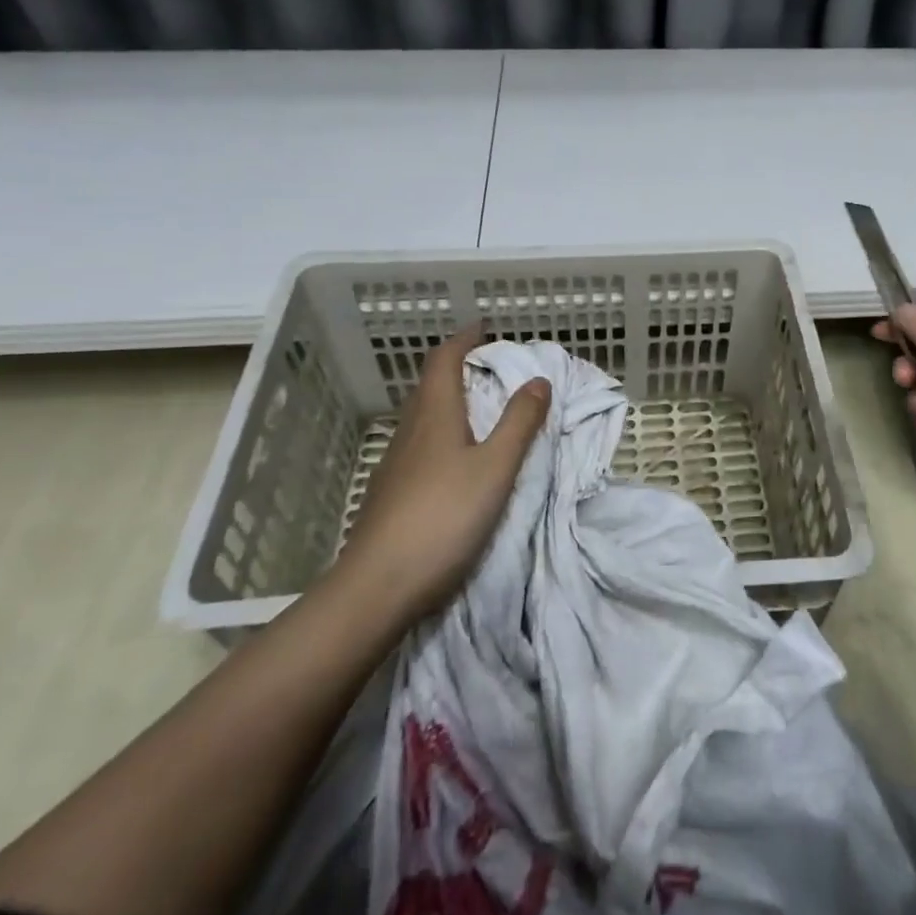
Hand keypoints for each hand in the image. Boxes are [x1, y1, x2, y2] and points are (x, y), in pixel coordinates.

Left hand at [338, 325, 549, 618]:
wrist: (377, 586)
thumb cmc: (444, 517)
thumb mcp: (495, 468)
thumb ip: (520, 423)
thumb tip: (538, 379)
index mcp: (435, 415)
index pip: (444, 360)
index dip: (464, 340)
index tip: (484, 328)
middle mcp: (411, 431)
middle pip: (430, 384)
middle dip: (457, 366)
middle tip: (489, 366)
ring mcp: (395, 463)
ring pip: (422, 415)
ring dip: (448, 399)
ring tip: (478, 407)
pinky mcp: (389, 492)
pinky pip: (418, 443)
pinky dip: (440, 431)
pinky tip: (453, 457)